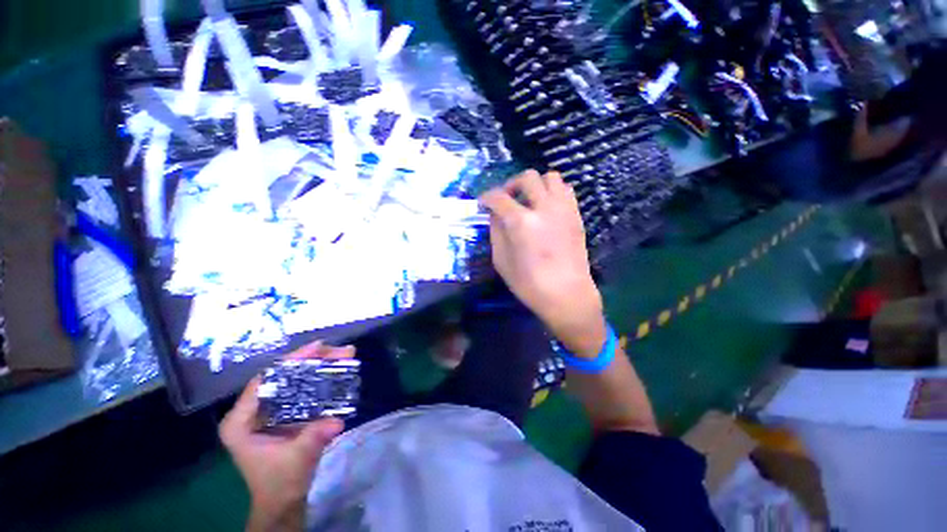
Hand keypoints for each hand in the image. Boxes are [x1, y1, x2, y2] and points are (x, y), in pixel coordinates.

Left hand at [220, 342, 353, 531]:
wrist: (283, 502)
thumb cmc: (280, 483)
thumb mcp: (296, 460)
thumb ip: (313, 438)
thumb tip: (337, 421)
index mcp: (241, 421)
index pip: (265, 380)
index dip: (292, 361)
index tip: (318, 348)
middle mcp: (251, 411)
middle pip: (282, 376)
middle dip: (312, 361)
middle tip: (339, 351)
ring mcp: (268, 412)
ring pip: (293, 381)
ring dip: (319, 367)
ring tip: (343, 356)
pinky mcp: (283, 415)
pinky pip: (301, 390)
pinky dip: (319, 380)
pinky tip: (336, 373)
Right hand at [479, 170, 605, 356]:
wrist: (567, 295)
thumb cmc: (530, 284)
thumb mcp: (502, 261)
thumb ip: (496, 232)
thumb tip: (495, 215)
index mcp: (521, 222)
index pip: (499, 197)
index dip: (486, 197)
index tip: (482, 203)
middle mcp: (544, 208)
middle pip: (527, 177)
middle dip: (511, 184)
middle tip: (506, 199)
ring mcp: (564, 209)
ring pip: (551, 177)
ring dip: (535, 184)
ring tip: (528, 200)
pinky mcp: (576, 215)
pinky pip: (565, 190)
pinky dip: (552, 192)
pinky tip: (545, 208)